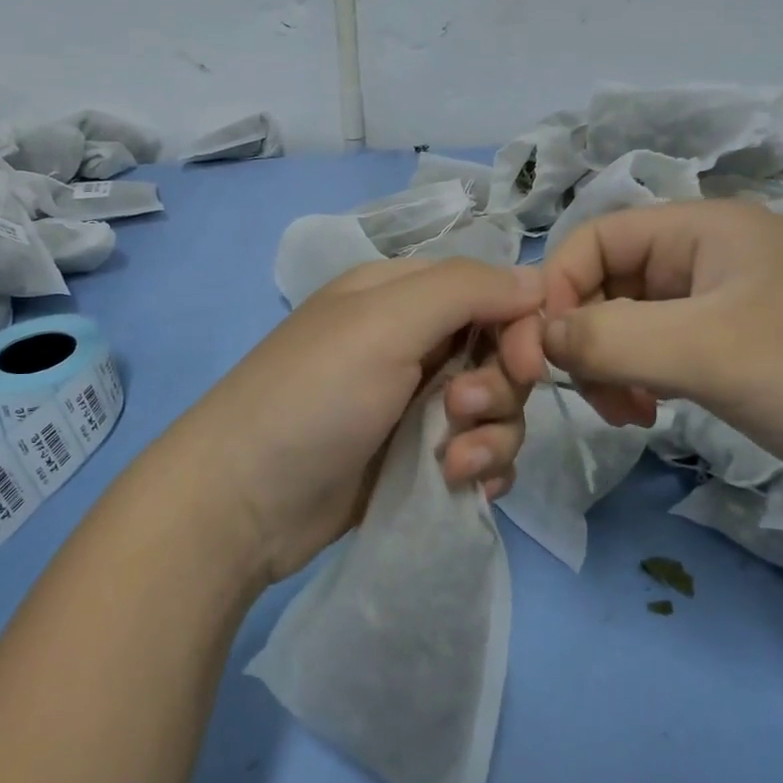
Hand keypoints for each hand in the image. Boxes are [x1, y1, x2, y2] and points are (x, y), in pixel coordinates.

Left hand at [182, 258, 547, 583]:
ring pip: (497, 406)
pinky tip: (460, 485)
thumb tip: (538, 279)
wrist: (243, 502)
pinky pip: (481, 451)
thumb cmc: (314, 396)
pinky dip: (482, 467)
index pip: (491, 290)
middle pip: (499, 351)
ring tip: (452, 463)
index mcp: (401, 295)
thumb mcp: (384, 323)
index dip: (519, 324)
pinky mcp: (419, 457)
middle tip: (460, 411)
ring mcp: (415, 402)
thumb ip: (465, 290)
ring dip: (491, 435)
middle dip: (498, 386)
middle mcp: (413, 341)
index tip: (526, 365)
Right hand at [540, 200, 782, 519]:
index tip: (548, 353)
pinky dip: (639, 378)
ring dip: (611, 363)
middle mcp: (706, 254)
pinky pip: (657, 349)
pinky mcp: (732, 347)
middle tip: (599, 396)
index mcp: (702, 228)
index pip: (594, 238)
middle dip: (588, 336)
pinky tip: (651, 413)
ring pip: (628, 320)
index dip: (559, 288)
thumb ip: (610, 337)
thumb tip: (539, 337)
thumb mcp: (706, 351)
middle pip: (607, 281)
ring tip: (629, 412)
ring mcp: (720, 302)